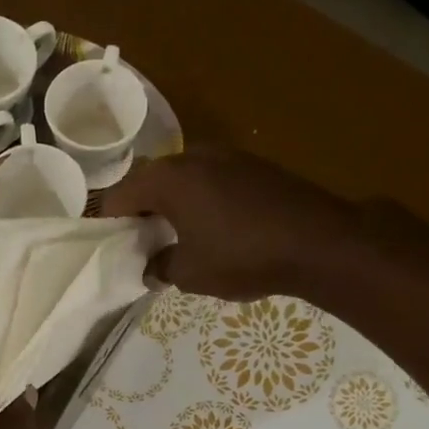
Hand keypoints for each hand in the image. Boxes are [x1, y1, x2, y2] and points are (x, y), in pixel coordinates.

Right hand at [101, 150, 350, 300]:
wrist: (320, 242)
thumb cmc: (243, 256)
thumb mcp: (190, 273)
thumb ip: (161, 267)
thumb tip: (151, 267)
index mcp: (168, 179)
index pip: (120, 195)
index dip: (109, 221)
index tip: (109, 245)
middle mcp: (193, 156)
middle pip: (150, 181)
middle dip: (141, 211)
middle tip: (140, 242)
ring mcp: (228, 156)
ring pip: (183, 178)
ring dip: (172, 204)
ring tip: (175, 236)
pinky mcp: (255, 165)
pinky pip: (212, 180)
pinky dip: (201, 200)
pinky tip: (212, 227)